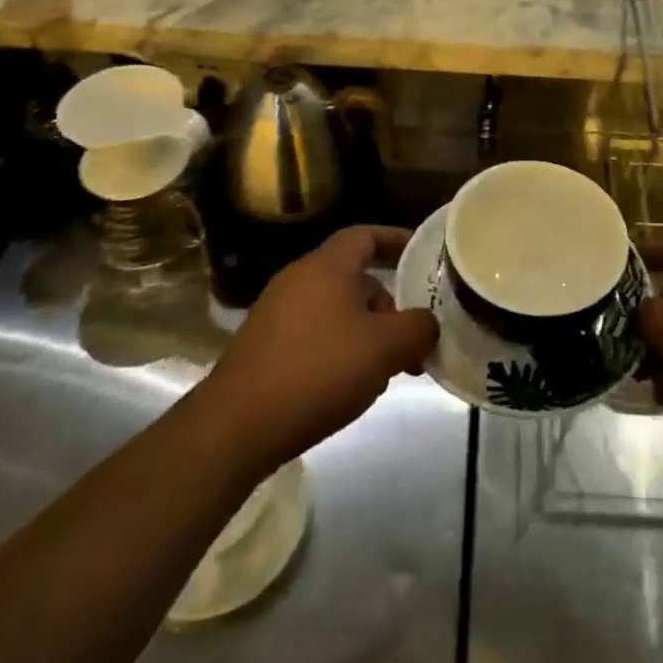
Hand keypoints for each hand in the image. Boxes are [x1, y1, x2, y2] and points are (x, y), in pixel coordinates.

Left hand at [198, 225, 437, 477]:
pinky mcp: (262, 347)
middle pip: (354, 278)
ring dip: (365, 333)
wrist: (236, 427)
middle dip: (388, 306)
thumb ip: (418, 328)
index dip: (397, 240)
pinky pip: (313, 335)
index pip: (366, 235)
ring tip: (384, 371)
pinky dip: (338, 350)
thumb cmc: (319, 371)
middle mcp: (298, 279)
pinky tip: (347, 387)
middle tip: (410, 339)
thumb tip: (427, 324)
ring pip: (335, 311)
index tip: (423, 255)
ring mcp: (275, 313)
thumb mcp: (385, 348)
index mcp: (327, 266)